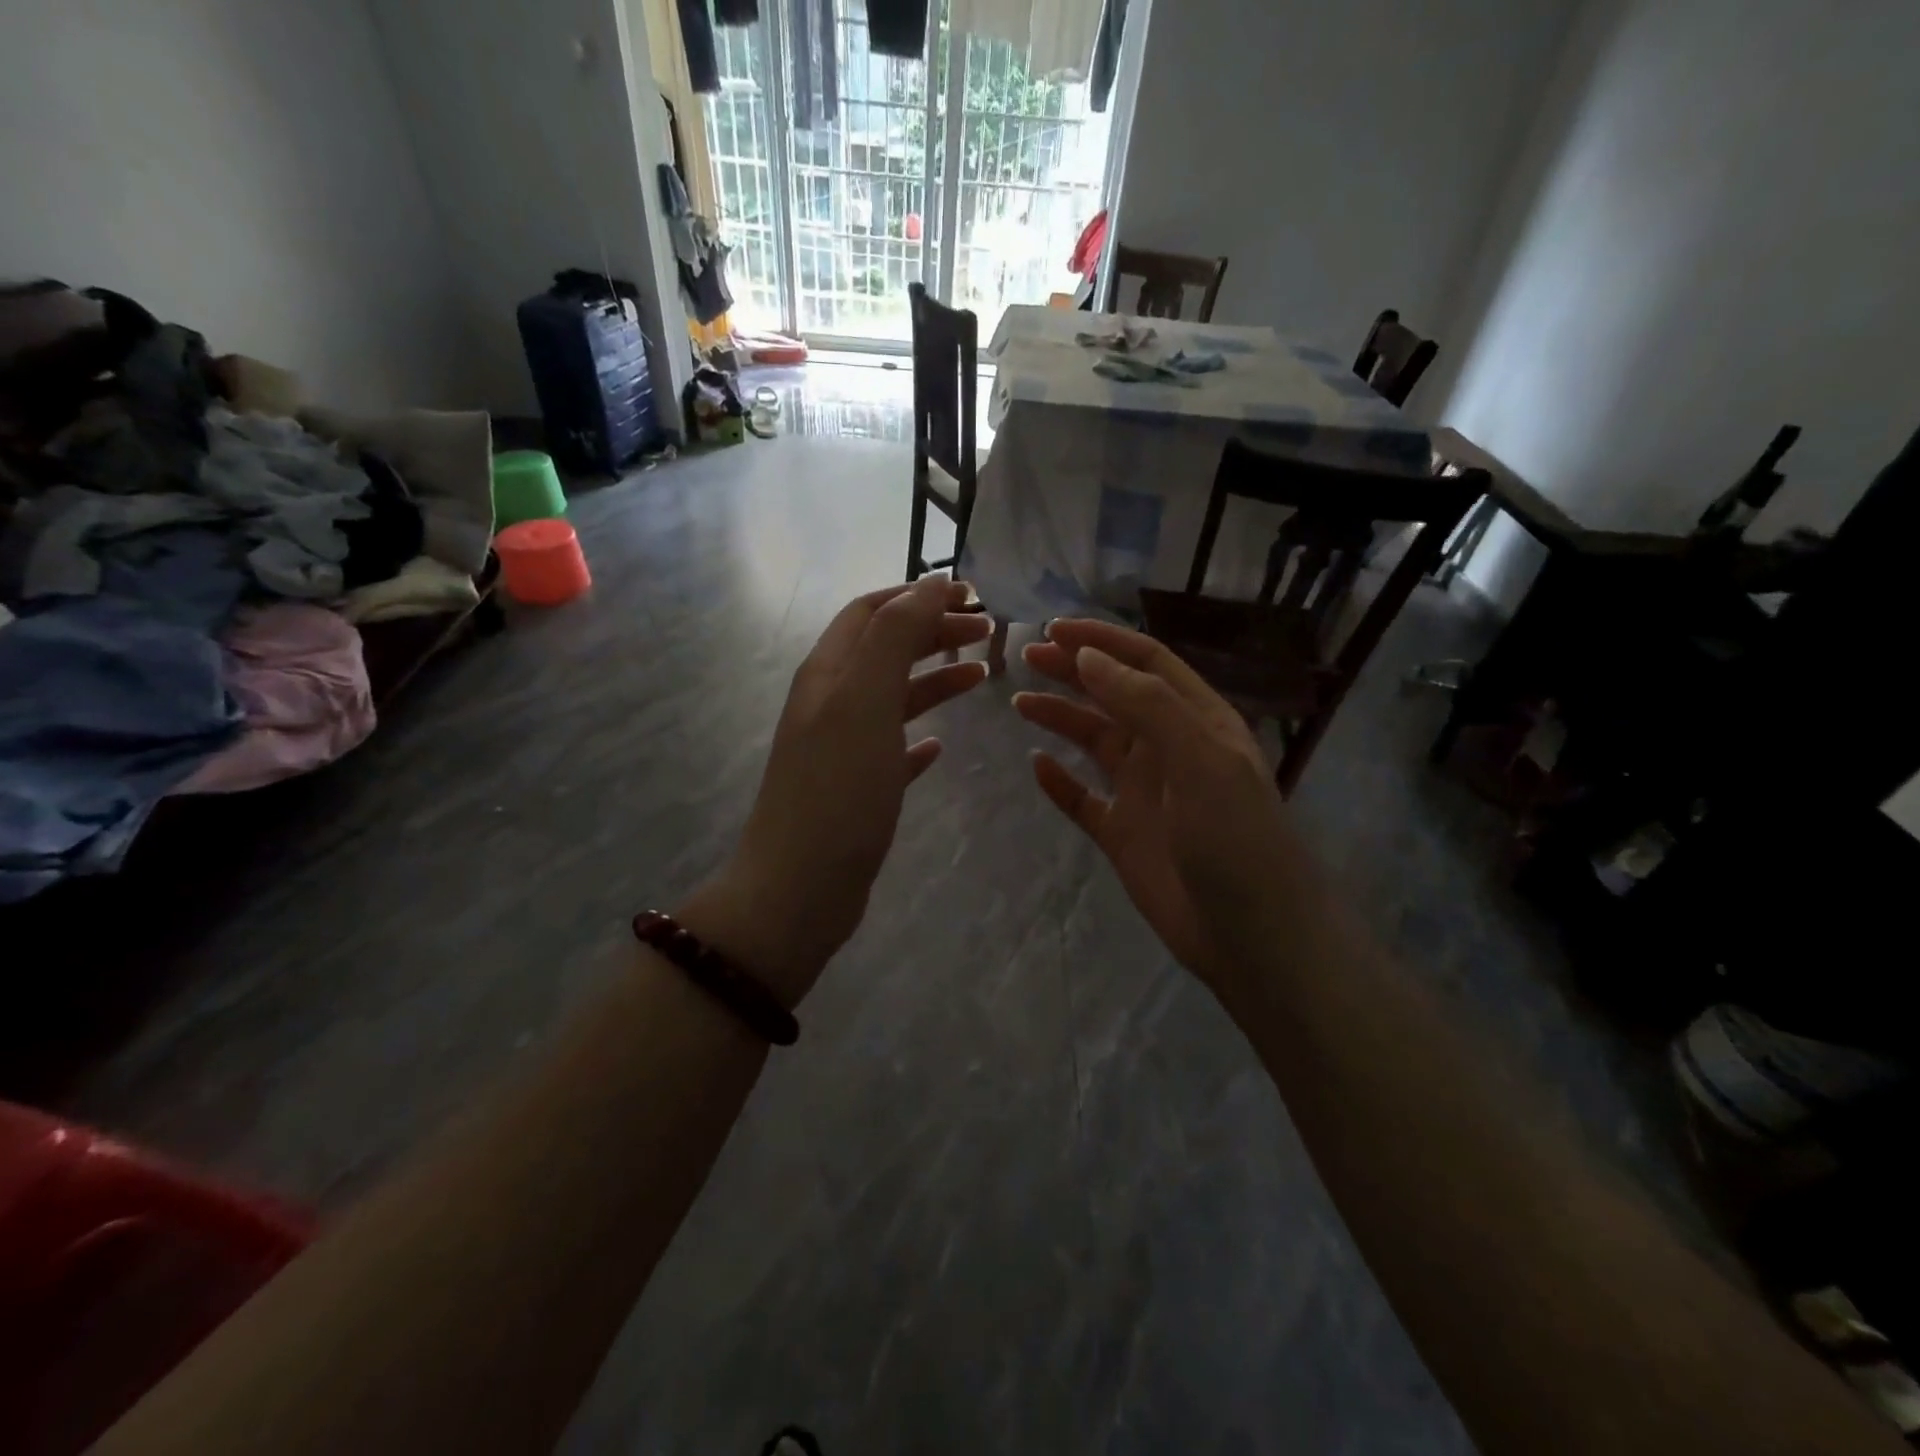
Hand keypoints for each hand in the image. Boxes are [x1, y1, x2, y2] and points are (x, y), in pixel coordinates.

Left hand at [682, 578, 991, 1006]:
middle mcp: (831, 703)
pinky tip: (940, 746)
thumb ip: (894, 639)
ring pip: (893, 697)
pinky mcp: (856, 790)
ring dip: (934, 678)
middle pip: (884, 649)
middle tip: (987, 632)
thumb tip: (928, 584)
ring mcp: (841, 748)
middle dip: (932, 631)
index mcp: (828, 674)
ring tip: (980, 675)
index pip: (870, 612)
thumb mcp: (865, 702)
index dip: (916, 595)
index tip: (970, 594)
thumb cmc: (837, 792)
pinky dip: (919, 736)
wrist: (798, 889)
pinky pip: (892, 749)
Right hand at [1015, 619, 1301, 989]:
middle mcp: (1169, 748)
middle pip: (1114, 695)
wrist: (1252, 935)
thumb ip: (1147, 704)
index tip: (1054, 630)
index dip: (1103, 642)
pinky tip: (1036, 766)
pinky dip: (1059, 782)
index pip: (1147, 663)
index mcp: (1197, 721)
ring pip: (1095, 741)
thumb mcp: (1201, 759)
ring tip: (1020, 702)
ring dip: (1060, 718)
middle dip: (1073, 671)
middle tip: (1025, 656)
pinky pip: (1082, 799)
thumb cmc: (1235, 838)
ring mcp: (1145, 792)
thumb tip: (1089, 658)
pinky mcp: (1123, 834)